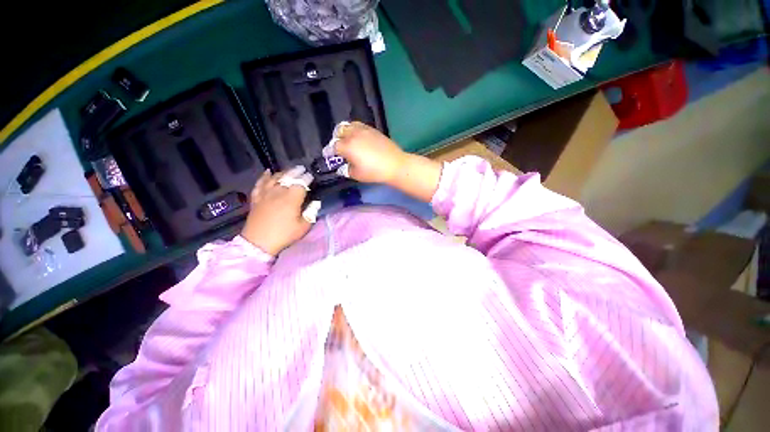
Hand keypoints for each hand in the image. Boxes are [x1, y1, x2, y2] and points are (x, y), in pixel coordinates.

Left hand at [240, 167, 313, 255]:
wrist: (258, 242)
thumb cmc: (284, 235)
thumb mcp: (303, 227)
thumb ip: (311, 213)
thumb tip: (316, 203)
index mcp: (292, 198)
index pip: (301, 183)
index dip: (307, 178)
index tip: (311, 176)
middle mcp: (278, 192)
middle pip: (288, 177)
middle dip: (296, 172)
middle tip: (302, 169)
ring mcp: (266, 194)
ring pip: (274, 178)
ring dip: (283, 172)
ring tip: (289, 170)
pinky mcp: (256, 198)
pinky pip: (260, 183)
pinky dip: (264, 177)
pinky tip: (268, 172)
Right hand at [326, 122, 406, 183]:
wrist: (395, 164)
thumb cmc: (374, 172)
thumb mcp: (357, 175)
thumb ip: (346, 170)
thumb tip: (342, 167)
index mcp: (347, 146)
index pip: (333, 146)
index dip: (329, 151)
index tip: (328, 155)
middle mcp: (353, 135)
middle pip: (339, 132)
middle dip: (336, 139)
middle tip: (339, 148)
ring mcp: (364, 130)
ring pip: (348, 125)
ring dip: (344, 132)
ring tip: (347, 140)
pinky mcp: (372, 129)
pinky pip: (358, 125)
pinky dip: (354, 130)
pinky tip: (358, 138)